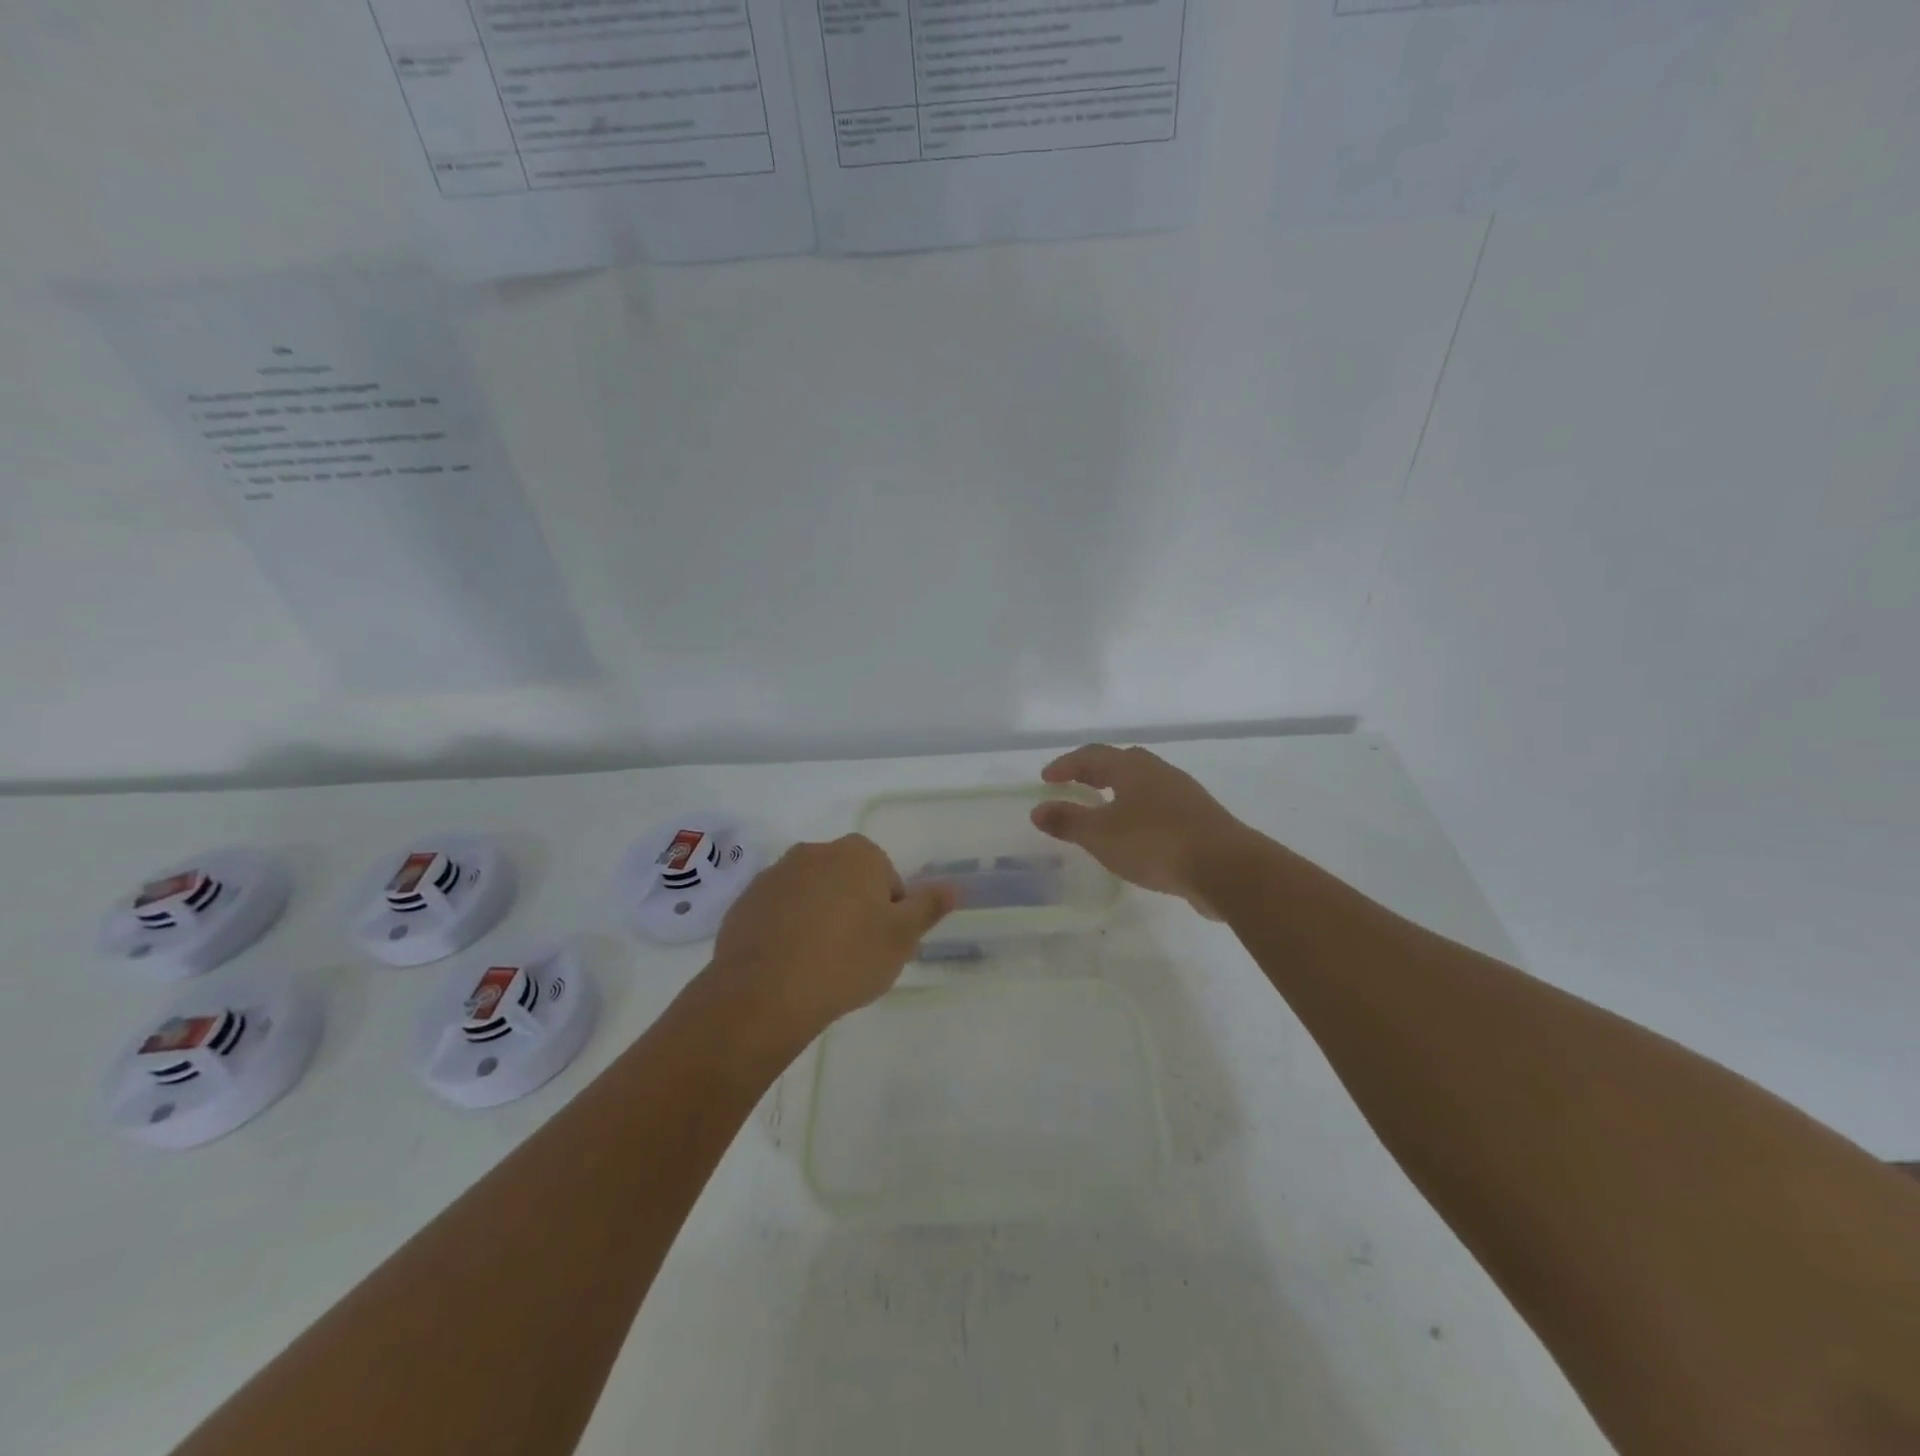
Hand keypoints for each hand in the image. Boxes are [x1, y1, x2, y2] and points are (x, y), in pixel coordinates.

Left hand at [708, 834, 956, 1038]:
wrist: (765, 992)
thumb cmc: (847, 959)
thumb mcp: (902, 937)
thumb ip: (929, 907)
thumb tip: (953, 887)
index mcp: (857, 853)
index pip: (886, 877)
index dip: (889, 912)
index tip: (881, 945)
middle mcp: (814, 852)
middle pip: (847, 881)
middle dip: (853, 910)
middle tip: (854, 956)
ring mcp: (775, 875)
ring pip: (811, 895)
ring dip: (818, 918)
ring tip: (818, 964)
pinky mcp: (745, 901)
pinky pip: (778, 911)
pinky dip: (786, 930)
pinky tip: (788, 965)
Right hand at [1030, 745, 1252, 918]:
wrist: (1226, 868)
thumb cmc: (1155, 843)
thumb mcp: (1101, 835)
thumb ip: (1068, 821)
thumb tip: (1037, 809)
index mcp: (1132, 767)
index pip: (1091, 755)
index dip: (1066, 765)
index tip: (1046, 779)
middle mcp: (1158, 771)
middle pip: (1120, 763)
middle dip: (1093, 772)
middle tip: (1073, 787)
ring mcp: (1183, 793)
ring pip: (1142, 784)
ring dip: (1117, 792)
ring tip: (1101, 811)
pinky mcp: (1199, 818)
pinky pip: (1158, 805)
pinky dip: (1137, 811)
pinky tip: (1135, 834)